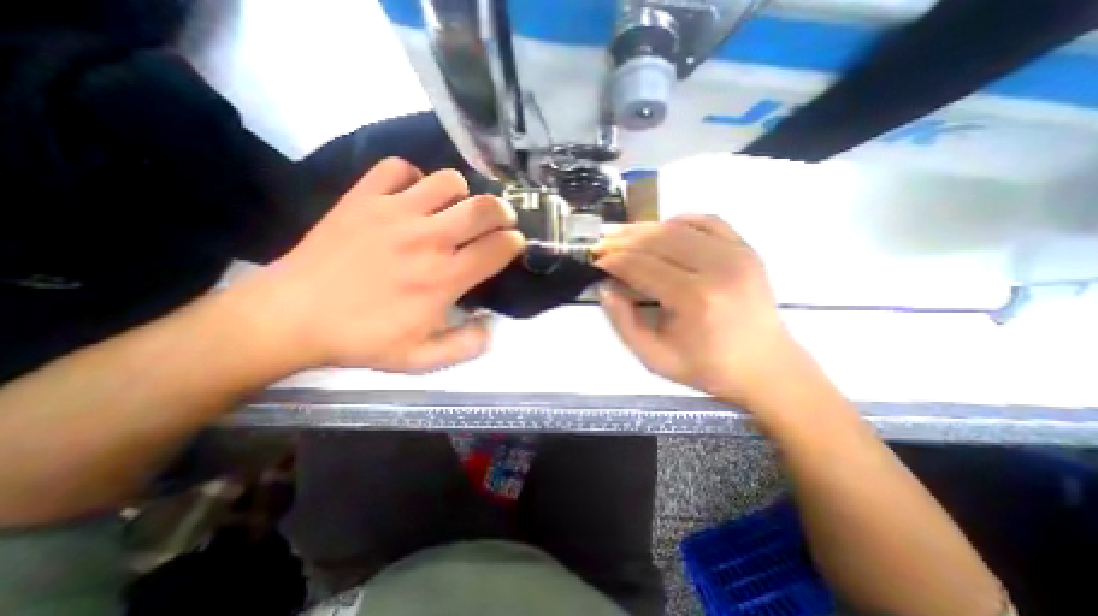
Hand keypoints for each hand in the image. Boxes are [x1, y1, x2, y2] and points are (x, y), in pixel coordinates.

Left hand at [235, 156, 521, 373]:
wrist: (292, 317)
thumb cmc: (363, 339)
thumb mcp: (422, 359)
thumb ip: (466, 345)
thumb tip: (491, 325)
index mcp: (444, 278)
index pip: (498, 247)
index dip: (514, 243)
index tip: (512, 245)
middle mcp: (428, 239)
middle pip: (483, 207)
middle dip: (502, 211)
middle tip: (499, 221)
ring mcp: (394, 212)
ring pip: (448, 181)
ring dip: (461, 194)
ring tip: (454, 210)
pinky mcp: (363, 198)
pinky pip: (399, 168)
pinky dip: (413, 177)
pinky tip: (411, 196)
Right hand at [597, 214, 803, 406]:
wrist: (766, 367)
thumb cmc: (707, 367)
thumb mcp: (654, 357)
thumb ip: (623, 322)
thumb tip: (605, 287)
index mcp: (695, 299)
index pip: (641, 266)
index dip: (613, 260)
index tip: (594, 260)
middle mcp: (717, 267)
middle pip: (657, 240)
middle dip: (622, 240)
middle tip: (601, 244)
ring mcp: (736, 253)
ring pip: (678, 227)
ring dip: (644, 229)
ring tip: (621, 234)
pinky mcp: (746, 249)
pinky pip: (707, 221)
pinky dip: (679, 220)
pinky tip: (662, 229)